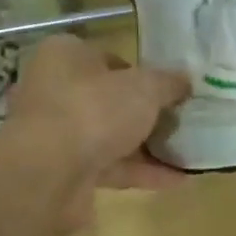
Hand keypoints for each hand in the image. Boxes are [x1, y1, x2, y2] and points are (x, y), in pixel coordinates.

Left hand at [0, 34, 189, 232]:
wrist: (47, 175)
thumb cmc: (94, 109)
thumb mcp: (145, 87)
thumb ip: (168, 82)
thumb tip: (185, 81)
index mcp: (65, 56)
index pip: (109, 57)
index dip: (141, 72)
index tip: (170, 88)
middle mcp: (54, 90)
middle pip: (109, 98)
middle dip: (145, 112)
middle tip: (181, 119)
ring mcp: (56, 134)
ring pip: (109, 135)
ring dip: (146, 145)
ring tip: (187, 151)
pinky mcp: (62, 171)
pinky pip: (109, 167)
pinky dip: (140, 172)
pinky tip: (177, 179)